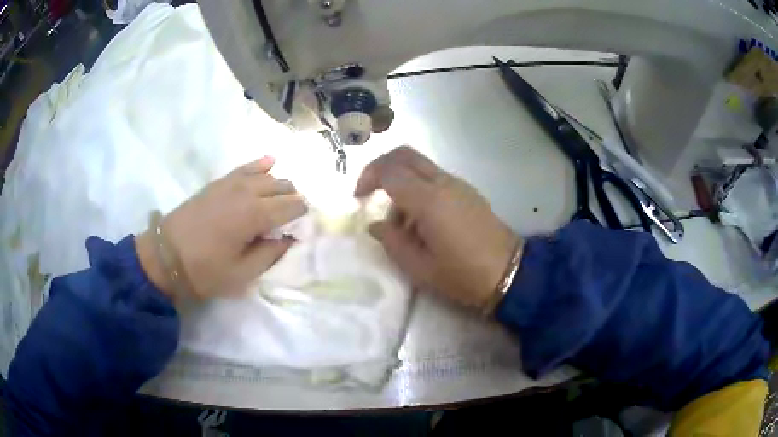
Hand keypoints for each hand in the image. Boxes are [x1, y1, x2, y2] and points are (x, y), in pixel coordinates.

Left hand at [136, 156, 307, 299]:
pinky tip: (270, 162)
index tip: (304, 227)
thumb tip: (288, 239)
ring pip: (267, 175)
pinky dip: (260, 165)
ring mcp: (231, 183)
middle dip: (293, 199)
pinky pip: (245, 167)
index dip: (302, 215)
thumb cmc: (205, 271)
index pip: (292, 206)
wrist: (165, 256)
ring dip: (280, 185)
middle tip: (293, 217)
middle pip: (282, 186)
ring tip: (282, 199)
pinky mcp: (218, 182)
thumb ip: (270, 254)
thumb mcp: (242, 273)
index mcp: (256, 215)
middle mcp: (247, 191)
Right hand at [355, 146, 519, 309]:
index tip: (358, 198)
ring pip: (420, 165)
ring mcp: (458, 184)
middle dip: (380, 166)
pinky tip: (421, 220)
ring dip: (401, 181)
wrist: (510, 272)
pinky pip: (434, 177)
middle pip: (404, 155)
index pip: (389, 171)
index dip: (368, 178)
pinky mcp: (467, 191)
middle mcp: (443, 183)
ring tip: (400, 223)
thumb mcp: (419, 267)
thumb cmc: (463, 275)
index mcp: (429, 201)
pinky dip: (418, 187)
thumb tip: (376, 224)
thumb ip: (392, 241)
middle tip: (369, 191)